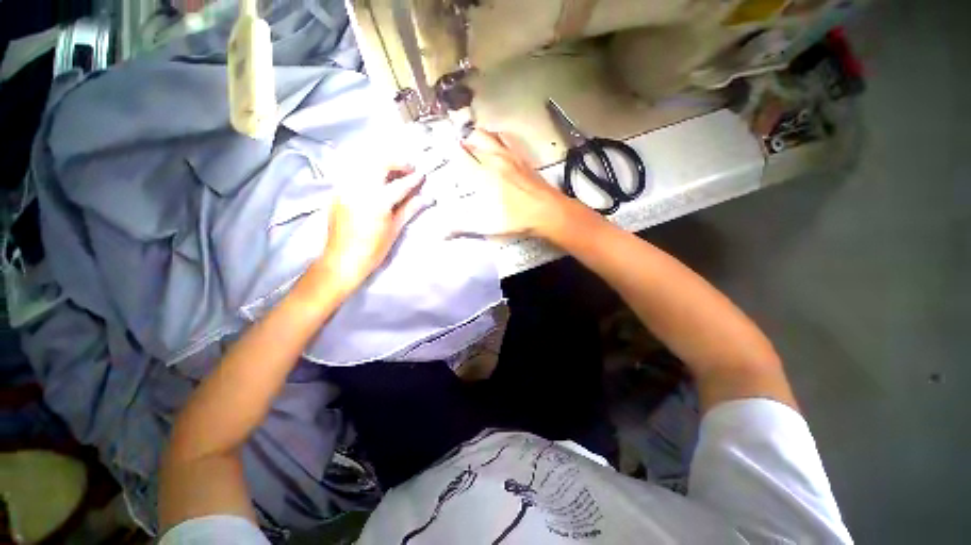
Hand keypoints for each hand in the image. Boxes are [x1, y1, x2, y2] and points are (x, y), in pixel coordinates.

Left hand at [305, 167, 429, 297]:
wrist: (343, 259)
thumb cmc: (373, 249)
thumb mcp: (395, 230)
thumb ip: (409, 209)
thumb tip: (426, 198)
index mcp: (378, 202)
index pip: (400, 185)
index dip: (413, 179)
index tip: (422, 175)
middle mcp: (360, 189)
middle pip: (379, 164)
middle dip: (396, 162)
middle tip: (408, 168)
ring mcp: (346, 188)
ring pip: (364, 164)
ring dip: (382, 164)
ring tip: (393, 172)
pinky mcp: (337, 192)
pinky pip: (353, 173)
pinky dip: (367, 171)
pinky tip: (376, 181)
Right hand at [450, 129, 572, 238]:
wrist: (548, 211)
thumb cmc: (517, 218)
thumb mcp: (487, 226)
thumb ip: (463, 226)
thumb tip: (441, 232)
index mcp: (484, 175)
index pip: (460, 156)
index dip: (448, 150)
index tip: (439, 147)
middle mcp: (495, 160)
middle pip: (474, 138)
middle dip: (461, 139)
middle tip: (454, 145)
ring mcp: (510, 156)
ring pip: (489, 135)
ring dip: (477, 135)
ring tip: (470, 140)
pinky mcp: (522, 158)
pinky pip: (506, 140)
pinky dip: (496, 137)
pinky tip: (496, 144)